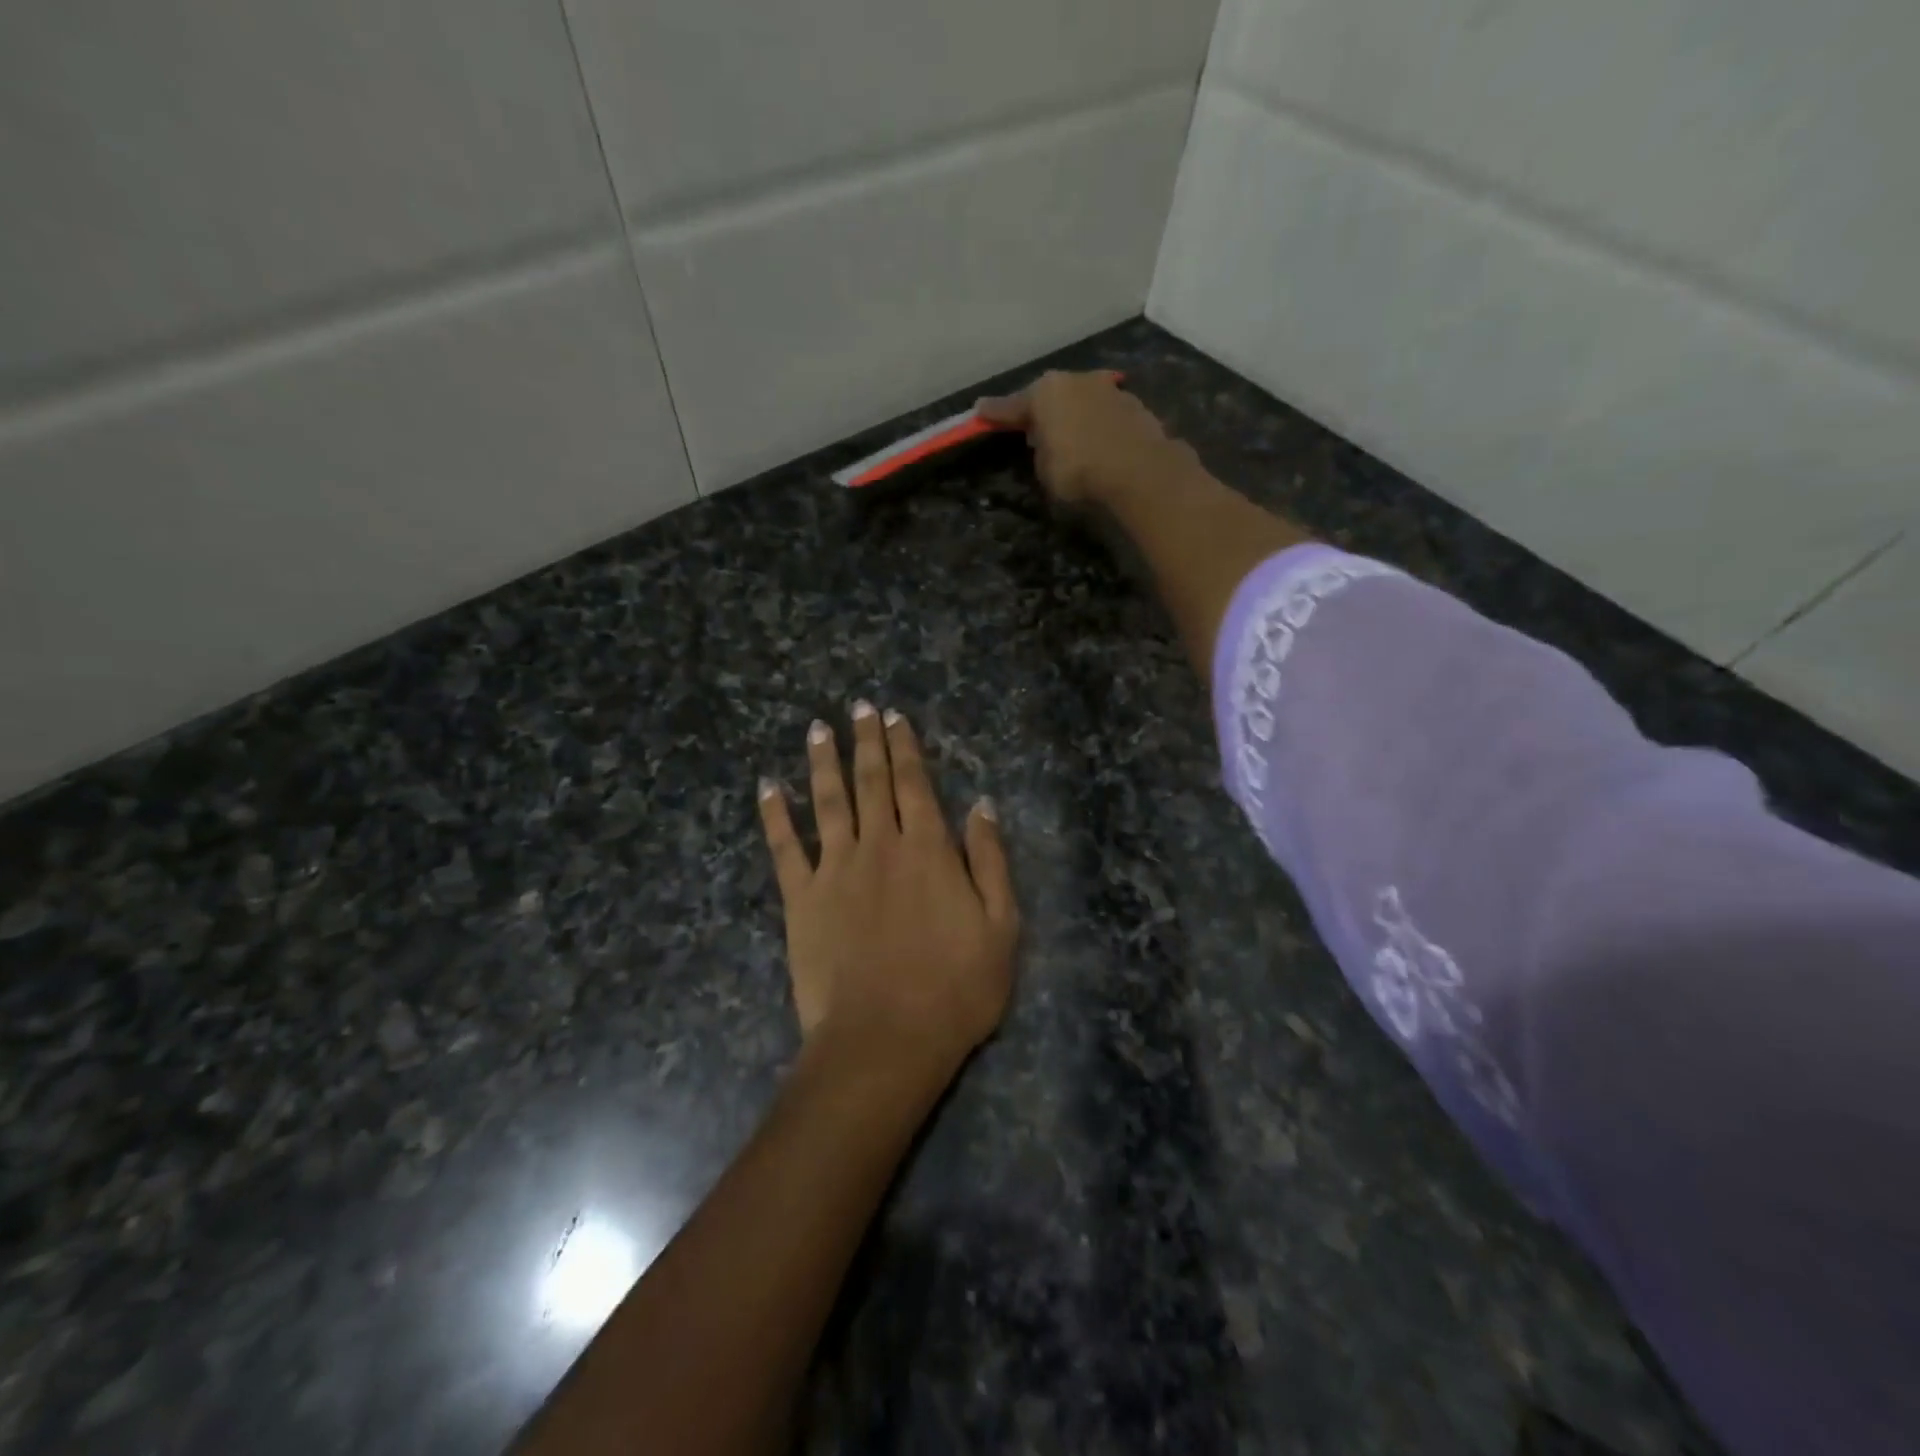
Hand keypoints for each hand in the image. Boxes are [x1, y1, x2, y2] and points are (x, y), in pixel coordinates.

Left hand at [759, 703, 1018, 1078]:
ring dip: (822, 762)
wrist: (886, 1040)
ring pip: (828, 801)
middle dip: (866, 741)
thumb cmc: (955, 988)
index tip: (894, 717)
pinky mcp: (801, 898)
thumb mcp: (1001, 925)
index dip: (905, 747)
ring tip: (817, 729)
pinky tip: (768, 787)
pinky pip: (784, 847)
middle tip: (858, 707)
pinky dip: (775, 815)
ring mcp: (835, 869)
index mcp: (928, 849)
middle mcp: (880, 845)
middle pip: (871, 781)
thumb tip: (982, 805)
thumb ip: (990, 860)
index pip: (915, 784)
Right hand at [977, 370, 1197, 508]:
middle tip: (1032, 431)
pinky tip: (1098, 444)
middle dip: (1041, 412)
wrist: (1140, 470)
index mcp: (1045, 392)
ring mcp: (1109, 389)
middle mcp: (1076, 381)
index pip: (1012, 406)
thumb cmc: (1079, 469)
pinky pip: (1104, 416)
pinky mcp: (1134, 405)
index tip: (980, 410)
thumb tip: (1046, 441)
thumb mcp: (1045, 469)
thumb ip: (1040, 450)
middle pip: (1050, 397)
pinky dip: (1097, 426)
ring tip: (1070, 439)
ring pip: (1081, 402)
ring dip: (1073, 417)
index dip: (995, 413)